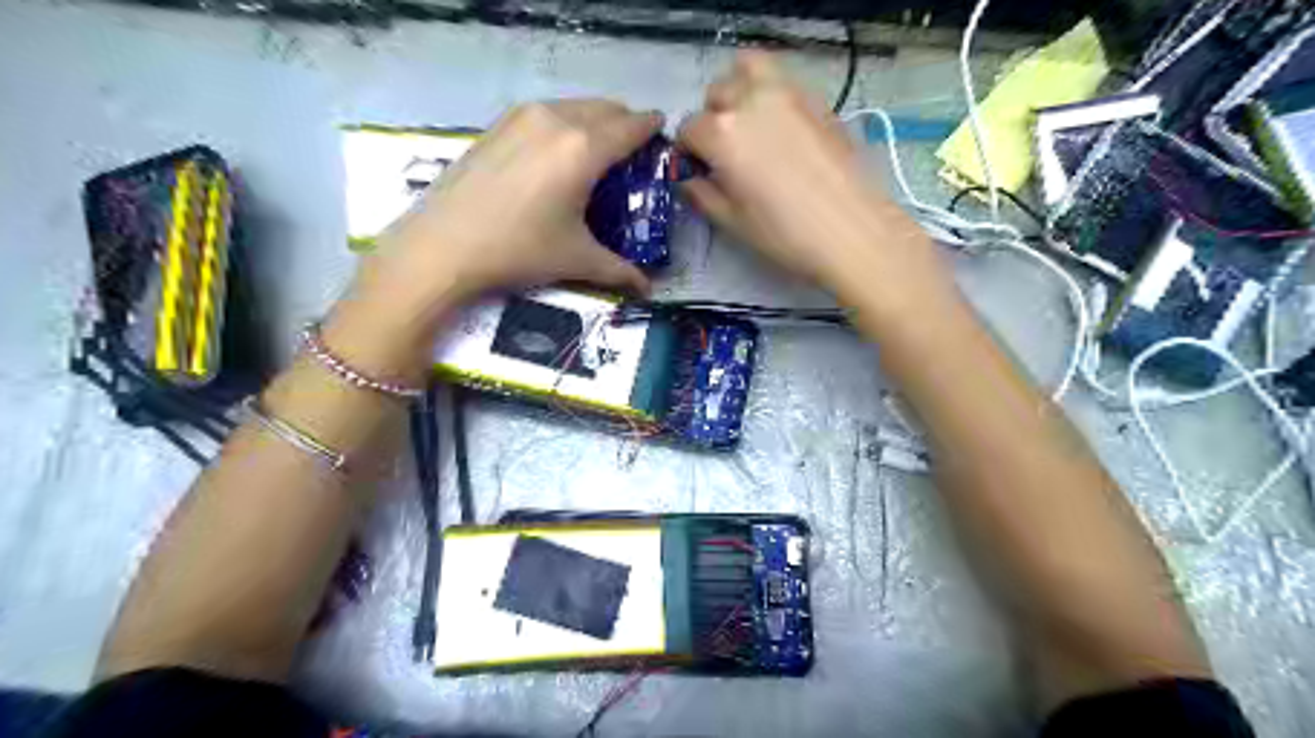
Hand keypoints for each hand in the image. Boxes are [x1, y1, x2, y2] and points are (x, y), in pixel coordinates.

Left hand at [324, 97, 663, 379]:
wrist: (443, 245)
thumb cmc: (519, 250)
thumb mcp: (577, 260)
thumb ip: (620, 270)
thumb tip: (648, 289)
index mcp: (585, 148)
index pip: (632, 126)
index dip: (652, 129)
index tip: (662, 138)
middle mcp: (557, 120)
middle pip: (606, 108)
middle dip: (625, 124)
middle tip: (631, 155)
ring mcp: (523, 117)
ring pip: (574, 106)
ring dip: (594, 122)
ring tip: (595, 156)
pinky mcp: (498, 124)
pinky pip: (546, 113)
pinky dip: (563, 124)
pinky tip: (555, 157)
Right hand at [678, 49, 944, 300]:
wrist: (854, 231)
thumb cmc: (786, 234)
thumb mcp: (732, 221)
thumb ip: (701, 194)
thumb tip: (687, 179)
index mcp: (723, 132)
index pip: (689, 129)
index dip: (688, 152)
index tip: (698, 172)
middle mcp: (751, 100)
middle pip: (717, 94)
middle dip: (712, 120)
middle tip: (725, 153)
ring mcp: (788, 93)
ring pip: (749, 69)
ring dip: (740, 91)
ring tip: (749, 125)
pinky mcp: (818, 99)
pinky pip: (783, 81)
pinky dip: (771, 94)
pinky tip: (781, 129)